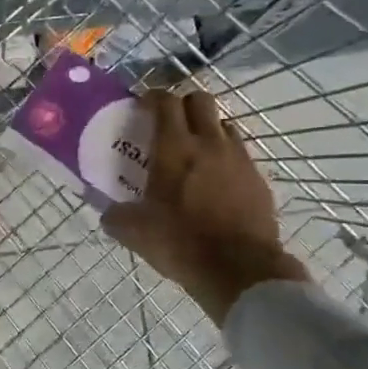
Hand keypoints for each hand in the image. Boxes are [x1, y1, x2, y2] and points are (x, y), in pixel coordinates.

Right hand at [102, 89, 310, 325]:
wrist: (241, 271)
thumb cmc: (182, 243)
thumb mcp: (135, 233)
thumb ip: (116, 217)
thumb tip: (108, 214)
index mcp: (175, 147)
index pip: (165, 101)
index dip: (152, 97)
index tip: (142, 106)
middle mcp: (209, 143)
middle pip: (200, 100)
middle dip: (183, 105)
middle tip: (170, 124)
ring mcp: (239, 159)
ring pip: (225, 125)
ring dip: (208, 130)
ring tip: (195, 152)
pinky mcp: (259, 180)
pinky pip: (241, 155)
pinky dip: (226, 159)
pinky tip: (217, 183)